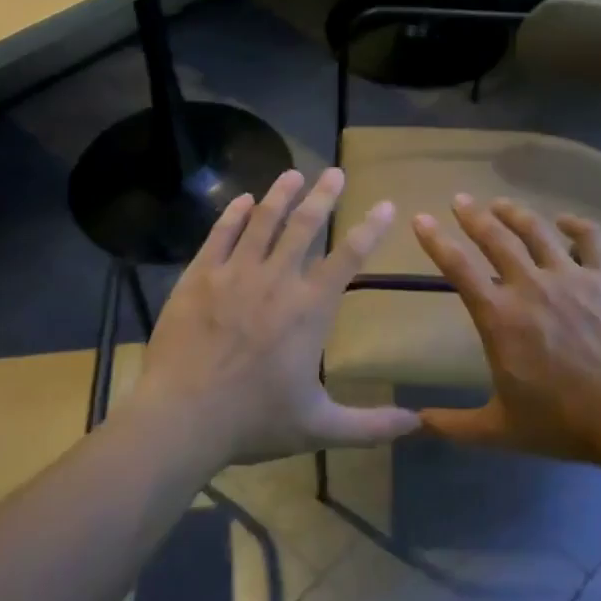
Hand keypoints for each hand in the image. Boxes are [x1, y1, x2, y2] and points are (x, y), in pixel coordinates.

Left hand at [122, 169, 418, 465]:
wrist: (183, 417)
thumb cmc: (254, 421)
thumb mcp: (321, 428)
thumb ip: (371, 425)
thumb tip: (418, 424)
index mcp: (309, 309)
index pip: (348, 257)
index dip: (370, 229)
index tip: (385, 205)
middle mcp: (276, 280)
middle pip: (305, 226)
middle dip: (323, 196)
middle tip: (334, 172)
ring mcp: (233, 275)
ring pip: (262, 221)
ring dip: (280, 195)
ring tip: (292, 174)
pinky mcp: (198, 277)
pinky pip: (220, 235)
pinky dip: (232, 214)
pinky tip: (241, 199)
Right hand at [411, 195, 600, 464]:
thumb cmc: (562, 422)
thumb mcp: (498, 430)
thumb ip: (452, 425)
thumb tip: (413, 422)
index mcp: (499, 317)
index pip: (457, 268)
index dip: (435, 240)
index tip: (421, 219)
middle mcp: (530, 286)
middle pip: (495, 238)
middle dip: (472, 215)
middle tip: (459, 200)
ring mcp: (572, 277)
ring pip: (537, 230)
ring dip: (515, 213)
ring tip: (500, 203)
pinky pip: (591, 238)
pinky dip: (575, 224)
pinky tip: (565, 221)